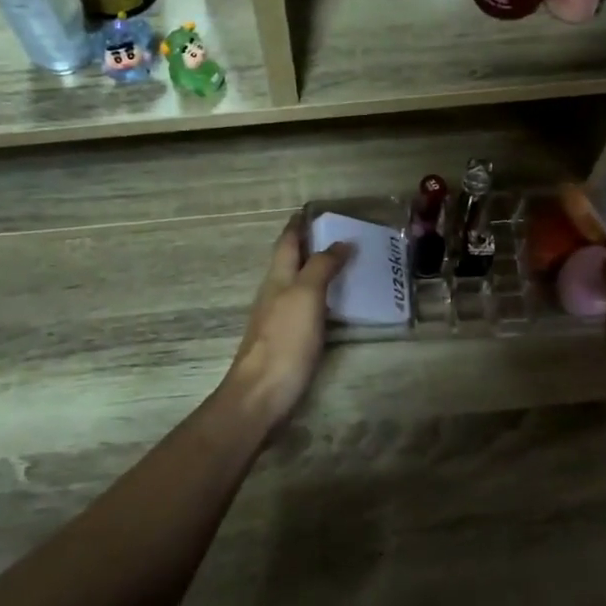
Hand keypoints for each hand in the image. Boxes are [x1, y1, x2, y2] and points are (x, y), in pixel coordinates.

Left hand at [217, 219, 351, 430]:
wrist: (261, 396)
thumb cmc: (285, 341)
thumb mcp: (306, 296)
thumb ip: (322, 267)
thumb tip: (340, 242)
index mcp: (277, 278)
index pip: (287, 242)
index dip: (298, 225)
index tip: (314, 210)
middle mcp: (274, 294)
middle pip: (290, 262)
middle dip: (309, 246)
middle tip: (340, 235)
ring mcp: (277, 319)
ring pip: (296, 285)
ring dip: (316, 271)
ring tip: (343, 266)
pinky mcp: (285, 342)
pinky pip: (304, 308)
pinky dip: (319, 298)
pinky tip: (333, 306)